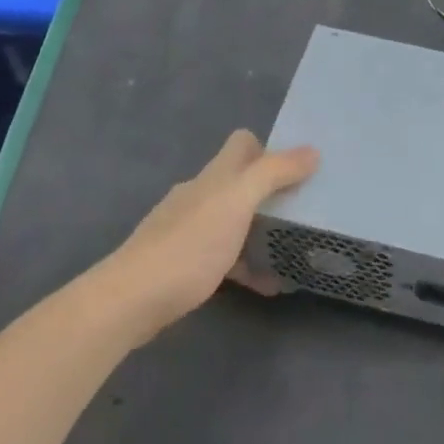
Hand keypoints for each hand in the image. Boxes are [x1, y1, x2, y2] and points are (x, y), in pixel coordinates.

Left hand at [105, 130, 317, 342]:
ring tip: (291, 251)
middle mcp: (200, 195)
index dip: (269, 149)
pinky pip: (223, 257)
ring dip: (260, 231)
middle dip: (271, 194)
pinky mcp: (182, 265)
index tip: (297, 170)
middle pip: (240, 182)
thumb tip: (312, 151)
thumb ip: (274, 174)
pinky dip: (245, 265)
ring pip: (233, 221)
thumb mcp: (238, 202)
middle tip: (304, 212)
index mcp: (215, 175)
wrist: (130, 300)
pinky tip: (265, 285)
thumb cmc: (189, 245)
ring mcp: (188, 230)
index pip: (242, 143)